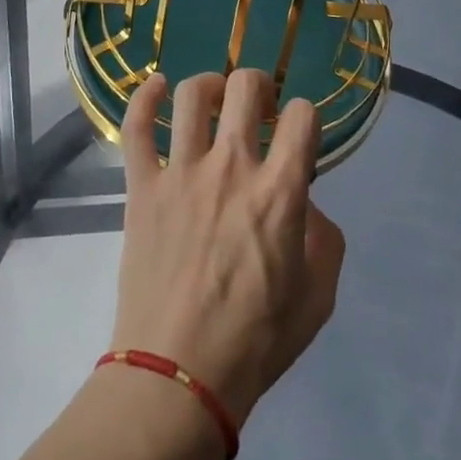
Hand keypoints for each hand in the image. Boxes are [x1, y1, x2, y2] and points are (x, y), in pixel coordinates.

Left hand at [109, 70, 345, 428]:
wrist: (179, 374)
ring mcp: (181, 173)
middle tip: (260, 107)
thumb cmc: (256, 341)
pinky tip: (156, 86)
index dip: (307, 117)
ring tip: (216, 99)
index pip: (303, 117)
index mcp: (280, 192)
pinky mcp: (141, 186)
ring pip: (193, 95)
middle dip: (260, 86)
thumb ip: (323, 238)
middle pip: (245, 87)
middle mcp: (231, 168)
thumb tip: (303, 203)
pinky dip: (145, 97)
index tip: (300, 135)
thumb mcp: (319, 297)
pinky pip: (136, 126)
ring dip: (210, 85)